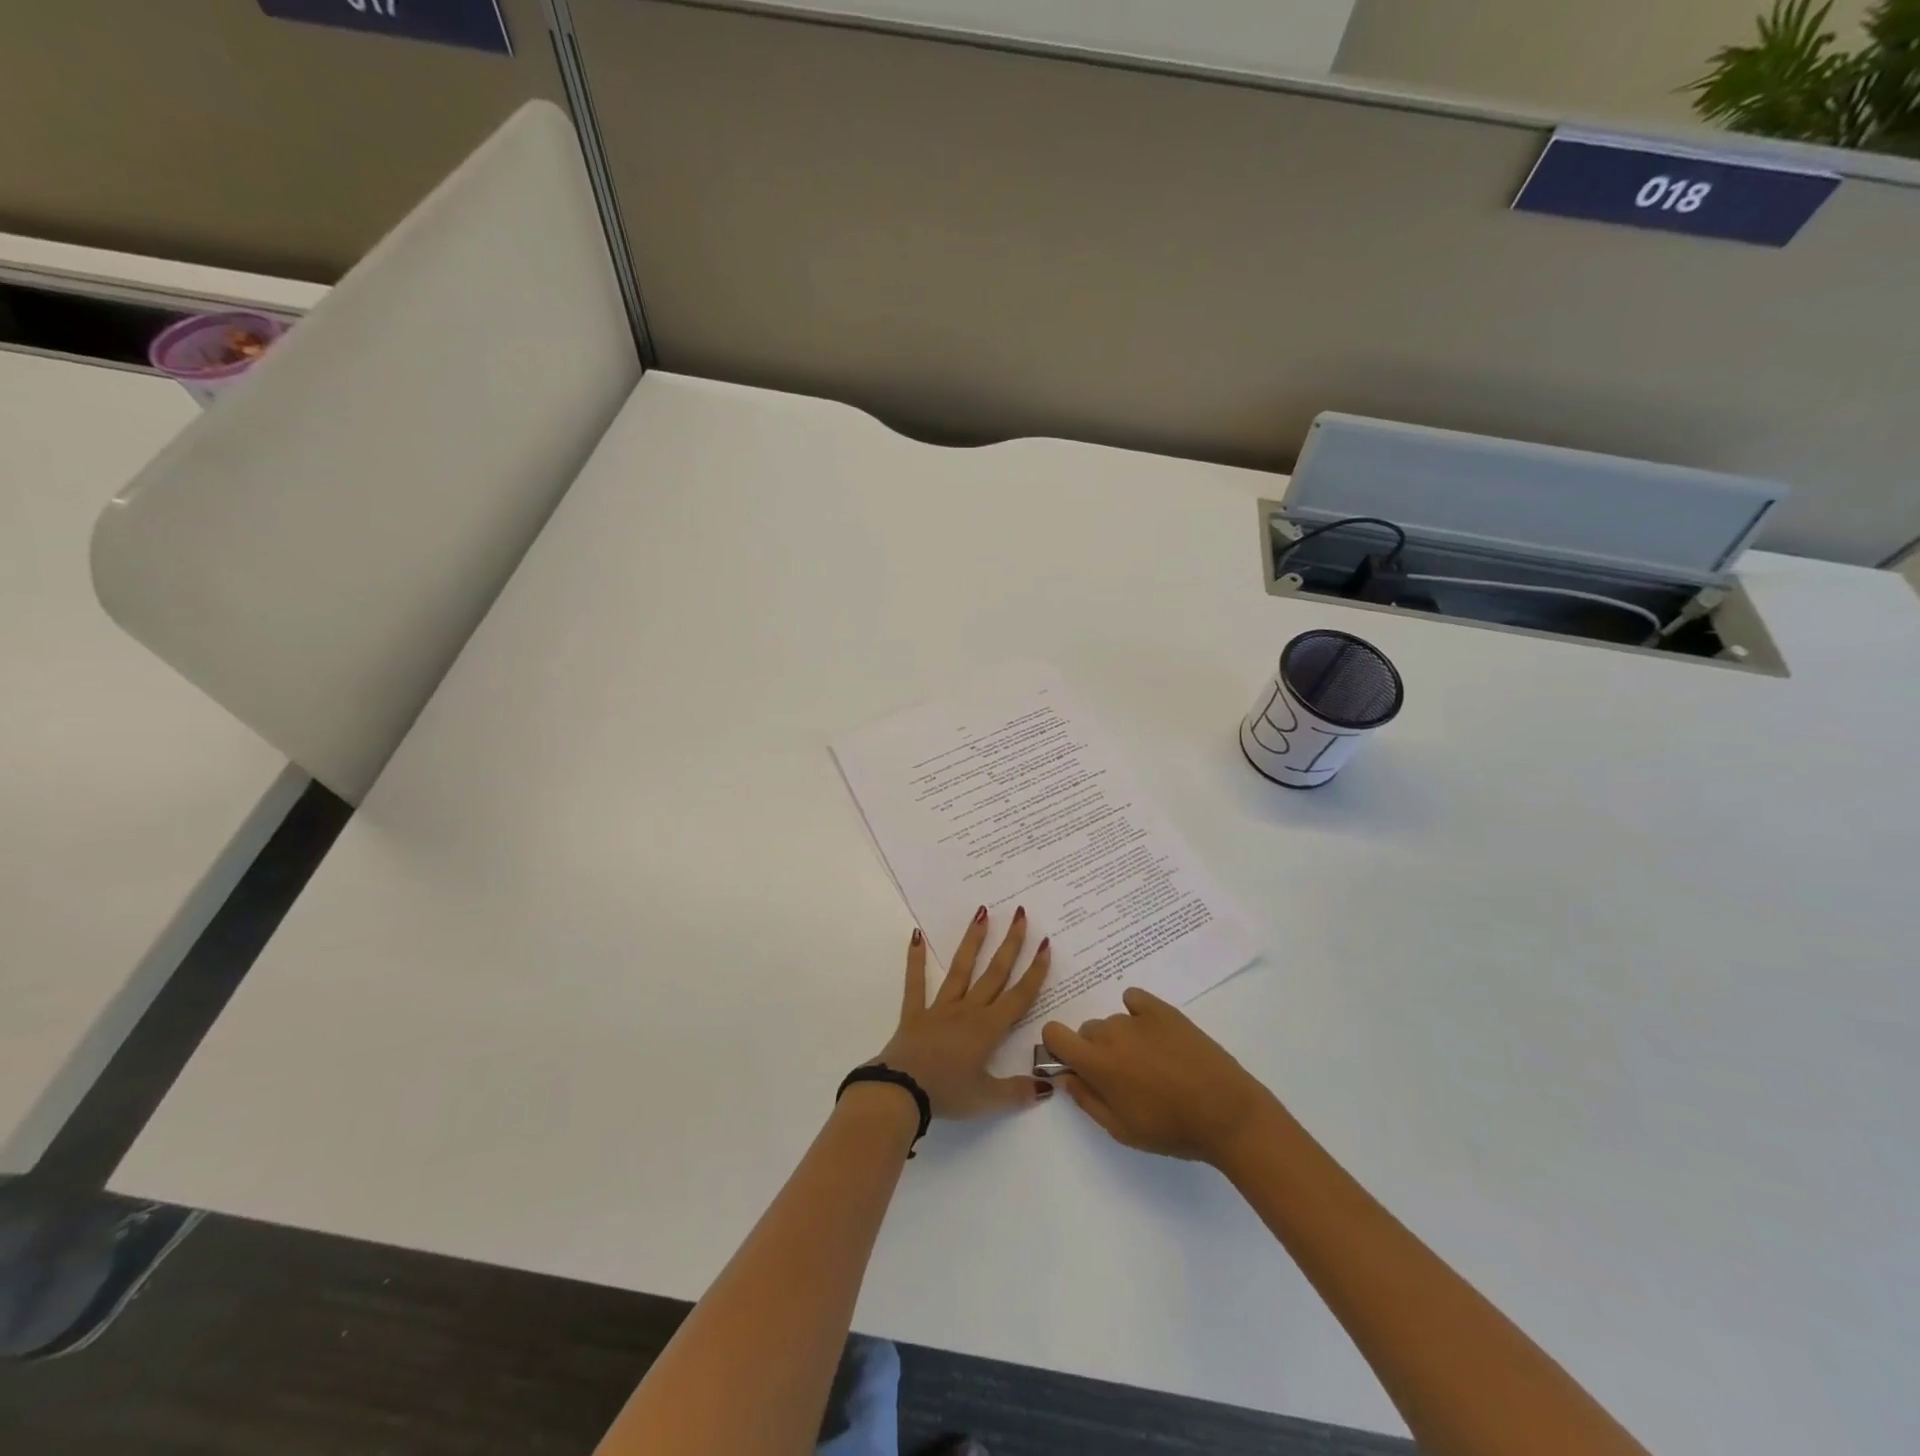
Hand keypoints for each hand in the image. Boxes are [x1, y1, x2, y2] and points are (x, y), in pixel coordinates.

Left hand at [873, 907, 1052, 1118]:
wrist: (901, 1092)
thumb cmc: (947, 1094)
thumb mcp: (987, 1099)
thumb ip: (1018, 1091)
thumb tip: (1048, 1087)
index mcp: (988, 1029)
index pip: (1019, 996)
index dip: (1035, 971)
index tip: (1045, 944)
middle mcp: (968, 1010)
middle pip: (994, 973)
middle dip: (1010, 944)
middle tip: (1020, 915)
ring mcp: (940, 1008)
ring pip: (961, 969)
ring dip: (973, 941)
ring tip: (982, 913)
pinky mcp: (915, 1013)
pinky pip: (915, 982)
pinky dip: (915, 959)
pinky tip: (915, 935)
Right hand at [1041, 987, 1278, 1163]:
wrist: (1226, 1112)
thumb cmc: (1171, 1130)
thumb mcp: (1121, 1130)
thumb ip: (1086, 1100)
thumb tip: (1065, 1076)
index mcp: (1095, 1063)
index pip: (1053, 1033)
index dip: (1058, 1047)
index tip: (1074, 1065)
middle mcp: (1110, 1033)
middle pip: (1086, 1031)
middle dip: (1095, 1051)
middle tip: (1123, 1077)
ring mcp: (1137, 1018)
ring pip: (1113, 1022)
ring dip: (1121, 1039)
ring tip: (1152, 1064)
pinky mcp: (1162, 1009)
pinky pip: (1134, 999)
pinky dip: (1136, 1012)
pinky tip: (1155, 1034)